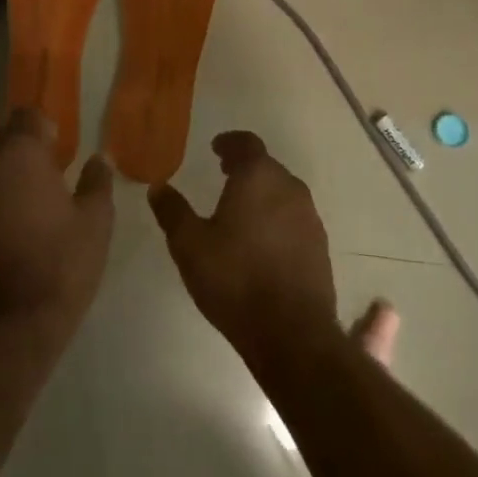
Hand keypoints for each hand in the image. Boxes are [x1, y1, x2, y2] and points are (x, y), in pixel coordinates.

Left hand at [0, 110, 113, 355]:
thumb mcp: (96, 221)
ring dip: (2, 183)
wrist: (11, 329)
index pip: (28, 115)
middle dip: (23, 155)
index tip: (59, 154)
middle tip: (46, 185)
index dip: (45, 130)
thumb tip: (98, 158)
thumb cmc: (62, 265)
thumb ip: (97, 180)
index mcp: (21, 154)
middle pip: (2, 142)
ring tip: (23, 215)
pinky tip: (2, 241)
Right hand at [148, 131, 337, 367]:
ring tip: (240, 210)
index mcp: (258, 177)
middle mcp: (289, 187)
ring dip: (262, 194)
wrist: (292, 334)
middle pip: (266, 166)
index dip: (230, 142)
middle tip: (224, 176)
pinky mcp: (320, 246)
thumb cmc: (235, 279)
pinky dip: (277, 219)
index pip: (246, 143)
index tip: (216, 149)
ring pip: (283, 192)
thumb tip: (157, 187)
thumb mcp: (189, 245)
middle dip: (245, 168)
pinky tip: (262, 242)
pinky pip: (294, 219)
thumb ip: (173, 211)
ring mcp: (309, 217)